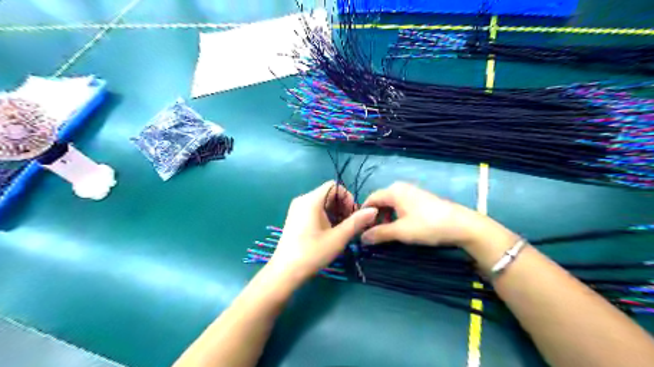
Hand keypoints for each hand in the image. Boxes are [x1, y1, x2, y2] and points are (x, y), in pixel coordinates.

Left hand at [267, 180, 378, 280]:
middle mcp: (302, 200)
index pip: (335, 186)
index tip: (354, 215)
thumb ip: (356, 222)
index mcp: (311, 200)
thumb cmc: (312, 253)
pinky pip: (314, 210)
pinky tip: (328, 232)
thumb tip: (374, 209)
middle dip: (342, 206)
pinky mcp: (295, 218)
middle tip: (350, 224)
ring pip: (322, 203)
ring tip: (340, 230)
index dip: (347, 197)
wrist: (285, 272)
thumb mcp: (338, 238)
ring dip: (335, 212)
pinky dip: (325, 216)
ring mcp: (297, 209)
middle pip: (328, 194)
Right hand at [362, 181, 504, 247]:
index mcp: (393, 191)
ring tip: (387, 232)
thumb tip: (361, 238)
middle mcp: (401, 188)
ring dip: (386, 217)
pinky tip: (401, 227)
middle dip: (375, 217)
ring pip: (391, 204)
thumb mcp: (400, 231)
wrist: (461, 225)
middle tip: (373, 233)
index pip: (371, 199)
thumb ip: (379, 234)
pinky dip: (396, 216)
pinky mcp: (420, 199)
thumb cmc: (427, 225)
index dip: (364, 214)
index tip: (361, 229)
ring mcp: (412, 192)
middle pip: (380, 201)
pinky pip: (401, 205)